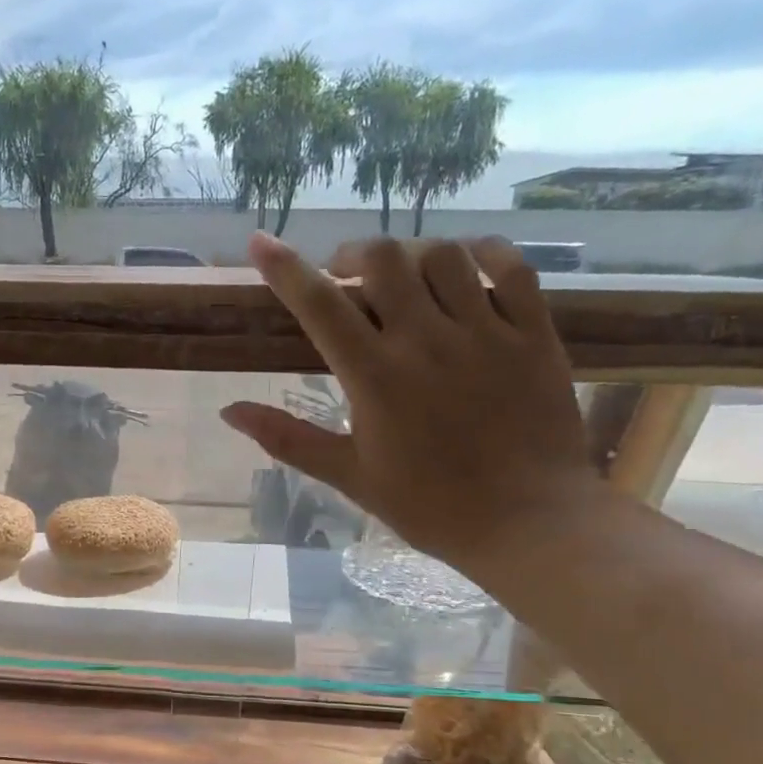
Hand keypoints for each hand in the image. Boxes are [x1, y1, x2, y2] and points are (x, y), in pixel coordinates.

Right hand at [224, 232, 602, 576]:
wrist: (528, 522)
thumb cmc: (428, 505)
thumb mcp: (348, 476)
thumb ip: (288, 438)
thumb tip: (229, 412)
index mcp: (375, 376)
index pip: (320, 305)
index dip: (284, 268)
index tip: (260, 241)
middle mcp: (426, 340)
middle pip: (382, 259)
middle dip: (352, 255)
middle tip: (343, 276)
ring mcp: (486, 331)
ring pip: (443, 255)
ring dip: (411, 254)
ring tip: (402, 276)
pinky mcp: (533, 334)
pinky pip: (511, 267)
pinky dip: (483, 253)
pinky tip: (467, 263)